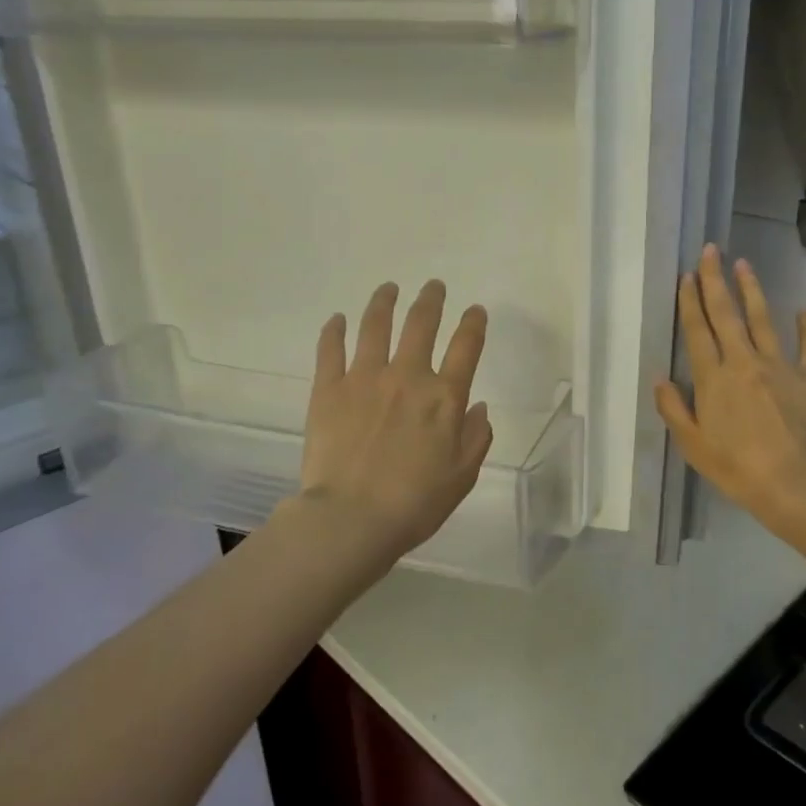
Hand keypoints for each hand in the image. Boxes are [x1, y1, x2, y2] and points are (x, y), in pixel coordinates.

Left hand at [295, 280, 493, 580]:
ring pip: (375, 326)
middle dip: (430, 300)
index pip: (466, 346)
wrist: (351, 519)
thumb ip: (476, 437)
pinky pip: (331, 349)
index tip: (475, 311)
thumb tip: (478, 407)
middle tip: (433, 287)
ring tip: (388, 289)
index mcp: (444, 397)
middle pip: (421, 324)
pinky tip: (337, 320)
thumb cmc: (415, 503)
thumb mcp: (462, 475)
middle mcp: (407, 377)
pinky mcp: (328, 389)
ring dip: (384, 302)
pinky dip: (334, 331)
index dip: (474, 323)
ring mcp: (364, 378)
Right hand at [654, 245, 805, 540]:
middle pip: (727, 314)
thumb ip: (673, 409)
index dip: (690, 302)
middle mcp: (743, 362)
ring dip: (752, 290)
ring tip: (743, 264)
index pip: (698, 332)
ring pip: (763, 320)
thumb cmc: (737, 468)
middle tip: (710, 250)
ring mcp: (779, 366)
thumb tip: (660, 378)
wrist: (796, 483)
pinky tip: (804, 310)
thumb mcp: (693, 445)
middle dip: (715, 281)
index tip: (686, 276)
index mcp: (712, 379)